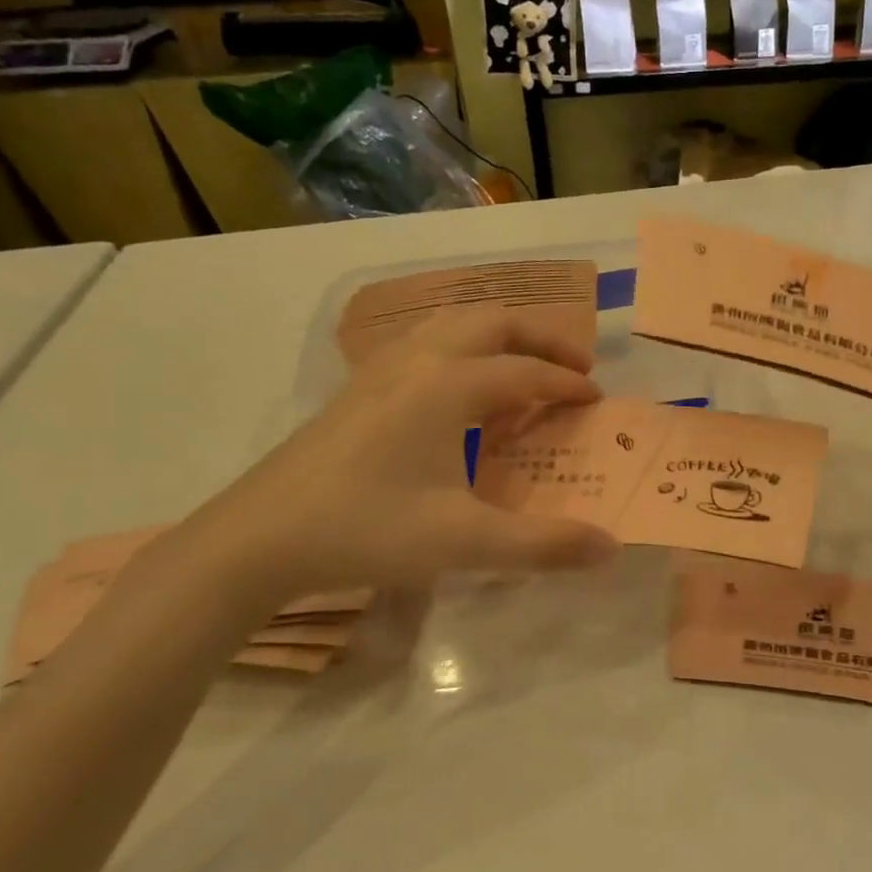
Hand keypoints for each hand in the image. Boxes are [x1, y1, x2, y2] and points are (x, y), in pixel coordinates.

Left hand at [177, 310, 619, 602]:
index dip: (566, 384)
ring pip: (452, 324)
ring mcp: (381, 369)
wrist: (260, 537)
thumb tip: (612, 549)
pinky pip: (424, 342)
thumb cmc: (367, 529)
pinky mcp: (358, 387)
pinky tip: (458, 387)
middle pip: (491, 322)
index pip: (525, 371)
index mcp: (448, 386)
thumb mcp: (464, 542)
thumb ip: (543, 545)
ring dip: (498, 334)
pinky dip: (461, 347)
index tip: (596, 400)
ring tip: (523, 365)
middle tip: (574, 366)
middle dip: (540, 337)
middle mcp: (418, 361)